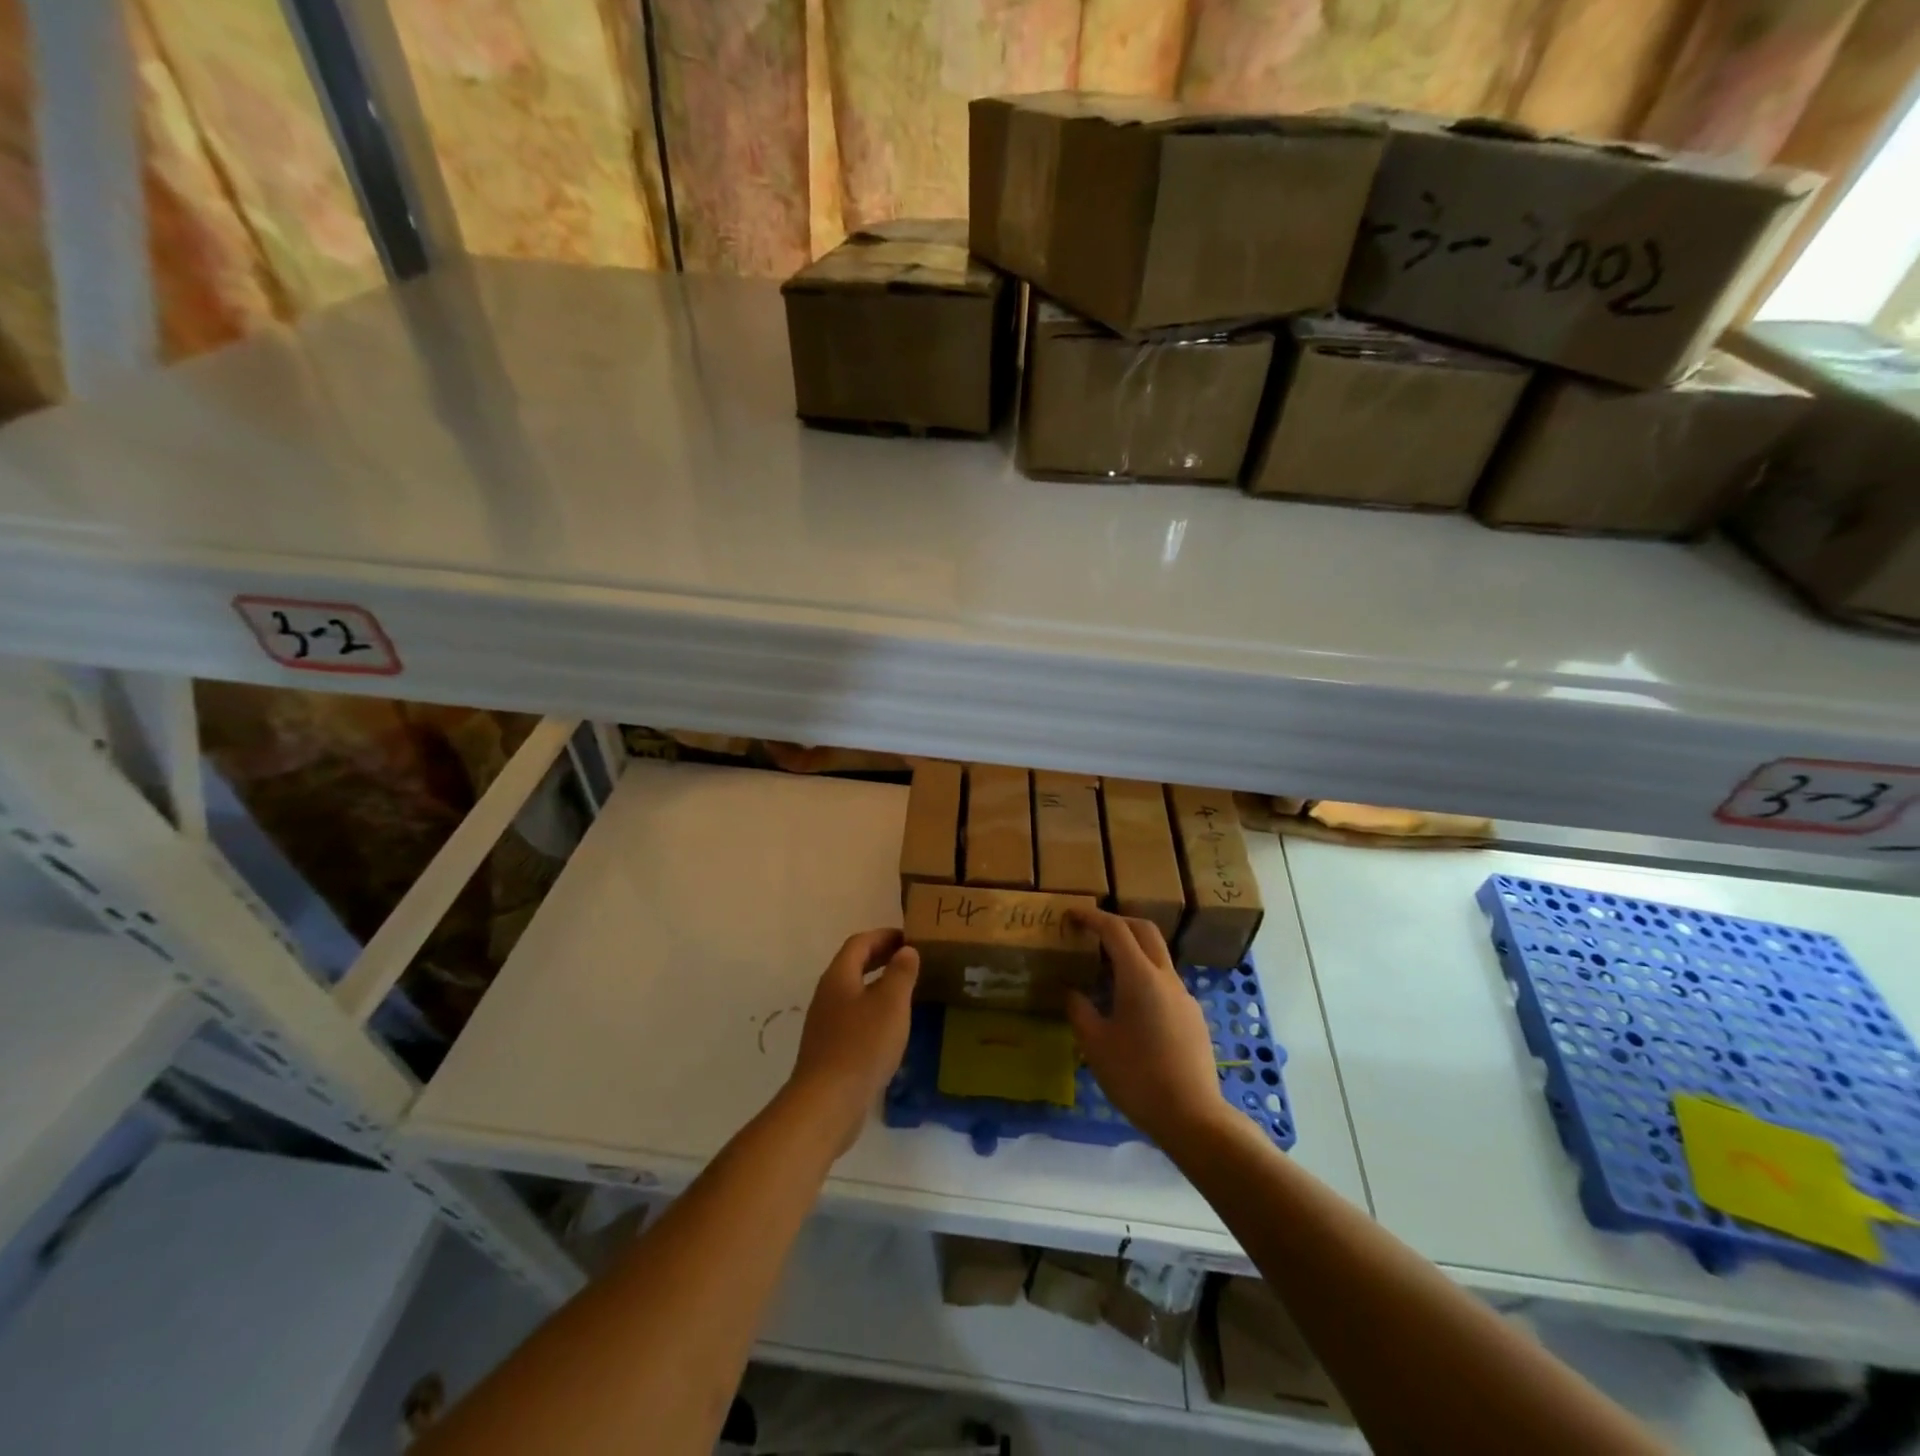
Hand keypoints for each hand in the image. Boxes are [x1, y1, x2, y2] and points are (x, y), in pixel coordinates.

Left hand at [788, 928, 918, 1152]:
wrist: (827, 1103)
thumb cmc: (862, 1045)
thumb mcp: (891, 1003)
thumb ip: (900, 973)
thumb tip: (906, 950)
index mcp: (839, 977)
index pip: (859, 943)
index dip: (884, 935)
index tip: (909, 936)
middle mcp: (828, 995)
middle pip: (853, 966)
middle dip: (880, 957)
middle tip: (910, 958)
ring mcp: (825, 1024)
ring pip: (854, 992)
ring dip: (878, 985)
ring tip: (906, 990)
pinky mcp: (830, 1049)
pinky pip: (854, 1018)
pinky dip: (874, 1011)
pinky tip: (891, 1027)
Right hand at [1066, 909, 1228, 1147]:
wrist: (1192, 1116)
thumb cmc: (1136, 1076)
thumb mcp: (1095, 1044)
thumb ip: (1080, 1010)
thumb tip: (1070, 991)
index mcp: (1139, 976)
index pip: (1115, 929)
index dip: (1091, 917)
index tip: (1071, 914)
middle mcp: (1166, 977)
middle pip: (1145, 931)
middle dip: (1118, 922)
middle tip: (1092, 930)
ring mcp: (1184, 996)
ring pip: (1158, 956)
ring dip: (1133, 950)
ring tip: (1106, 970)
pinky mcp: (1193, 1016)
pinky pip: (1165, 982)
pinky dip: (1144, 976)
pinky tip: (1130, 1005)